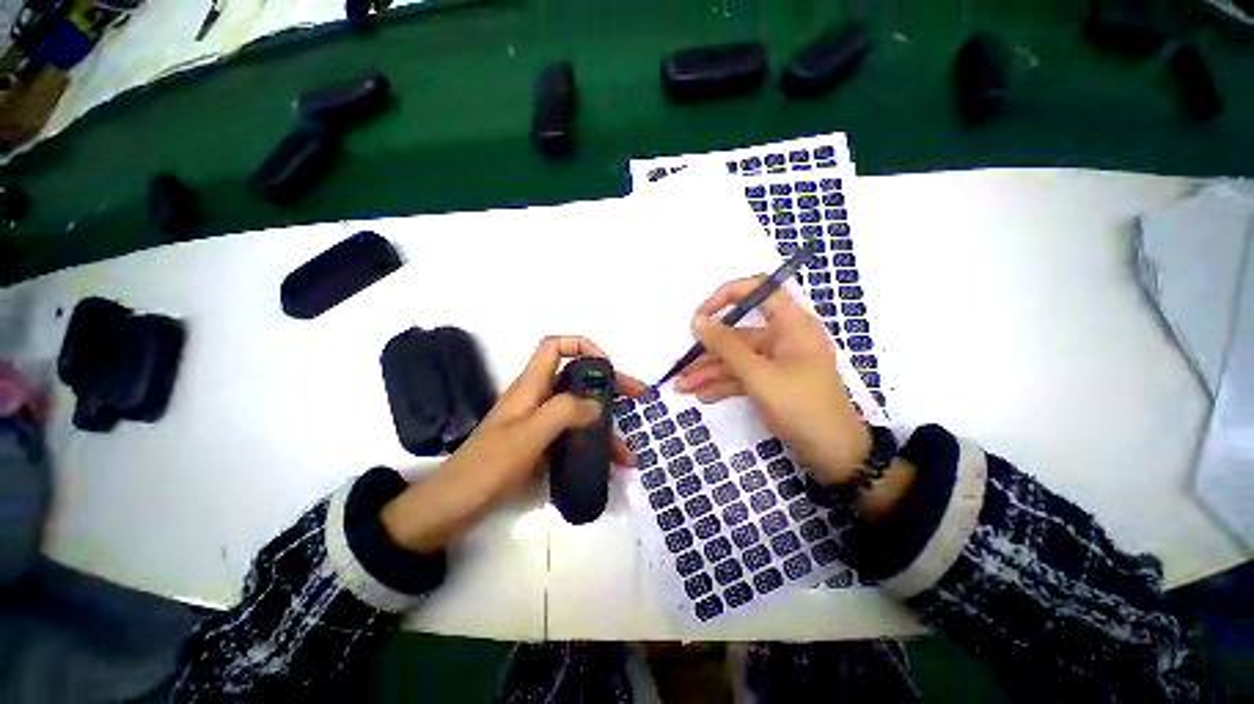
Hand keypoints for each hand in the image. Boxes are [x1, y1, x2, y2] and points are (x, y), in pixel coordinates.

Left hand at [382, 336, 646, 552]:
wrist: (455, 506)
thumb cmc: (489, 466)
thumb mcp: (529, 435)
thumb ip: (564, 412)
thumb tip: (597, 404)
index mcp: (531, 386)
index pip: (555, 346)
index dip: (582, 346)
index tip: (606, 366)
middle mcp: (538, 399)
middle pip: (578, 379)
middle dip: (610, 385)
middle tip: (638, 398)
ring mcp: (540, 423)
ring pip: (580, 411)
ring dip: (607, 425)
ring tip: (629, 450)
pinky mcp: (542, 445)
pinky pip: (574, 437)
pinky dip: (593, 446)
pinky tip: (609, 467)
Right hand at [675, 277, 870, 486]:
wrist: (833, 454)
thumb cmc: (800, 406)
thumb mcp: (758, 374)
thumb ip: (726, 346)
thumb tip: (698, 320)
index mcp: (791, 324)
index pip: (759, 290)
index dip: (728, 295)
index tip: (702, 315)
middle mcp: (784, 337)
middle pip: (739, 335)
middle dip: (708, 352)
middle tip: (681, 365)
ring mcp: (778, 361)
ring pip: (738, 359)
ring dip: (710, 372)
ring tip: (682, 387)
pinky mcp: (774, 381)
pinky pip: (744, 376)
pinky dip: (724, 385)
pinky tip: (702, 396)